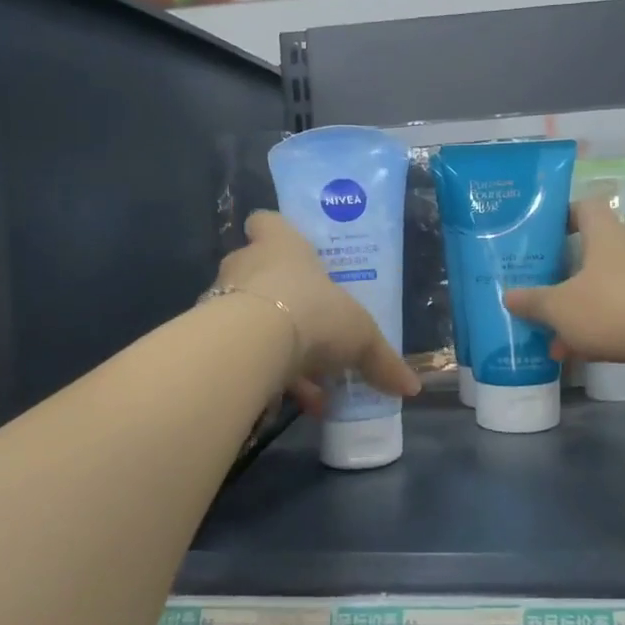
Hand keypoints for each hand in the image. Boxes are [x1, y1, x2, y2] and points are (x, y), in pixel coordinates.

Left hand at [215, 210, 420, 411]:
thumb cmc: (313, 310)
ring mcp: (222, 299)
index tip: (292, 252)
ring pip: (249, 318)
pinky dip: (261, 373)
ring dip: (275, 346)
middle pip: (257, 272)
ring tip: (308, 385)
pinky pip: (239, 352)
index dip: (276, 233)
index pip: (266, 221)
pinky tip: (285, 402)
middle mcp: (246, 264)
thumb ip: (382, 359)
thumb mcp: (360, 335)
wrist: (252, 343)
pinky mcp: (211, 336)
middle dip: (281, 300)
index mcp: (282, 245)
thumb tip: (413, 387)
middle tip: (309, 328)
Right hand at [503, 198, 624, 367]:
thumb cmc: (614, 306)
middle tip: (534, 287)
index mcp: (603, 235)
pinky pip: (617, 315)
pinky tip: (574, 354)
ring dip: (575, 308)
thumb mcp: (560, 307)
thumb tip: (508, 296)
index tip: (538, 233)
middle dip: (561, 273)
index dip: (560, 216)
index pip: (583, 208)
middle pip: (589, 253)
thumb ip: (533, 301)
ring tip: (547, 334)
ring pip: (601, 289)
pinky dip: (595, 330)